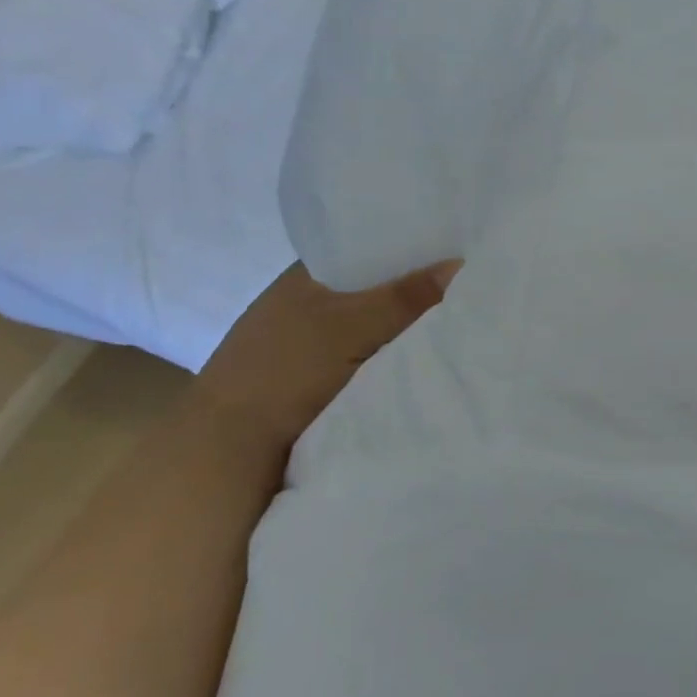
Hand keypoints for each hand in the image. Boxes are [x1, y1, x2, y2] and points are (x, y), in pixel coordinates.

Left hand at [195, 261, 461, 459]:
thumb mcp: (353, 326)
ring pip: (371, 326)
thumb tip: (460, 263)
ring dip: (402, 329)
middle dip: (412, 293)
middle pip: (373, 290)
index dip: (407, 249)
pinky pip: (366, 357)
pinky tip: (421, 358)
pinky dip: (390, 357)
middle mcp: (305, 303)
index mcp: (304, 276)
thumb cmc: (287, 369)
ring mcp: (306, 345)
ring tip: (456, 321)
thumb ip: (406, 296)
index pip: (366, 250)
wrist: (231, 447)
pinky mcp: (313, 380)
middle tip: (465, 289)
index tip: (452, 252)